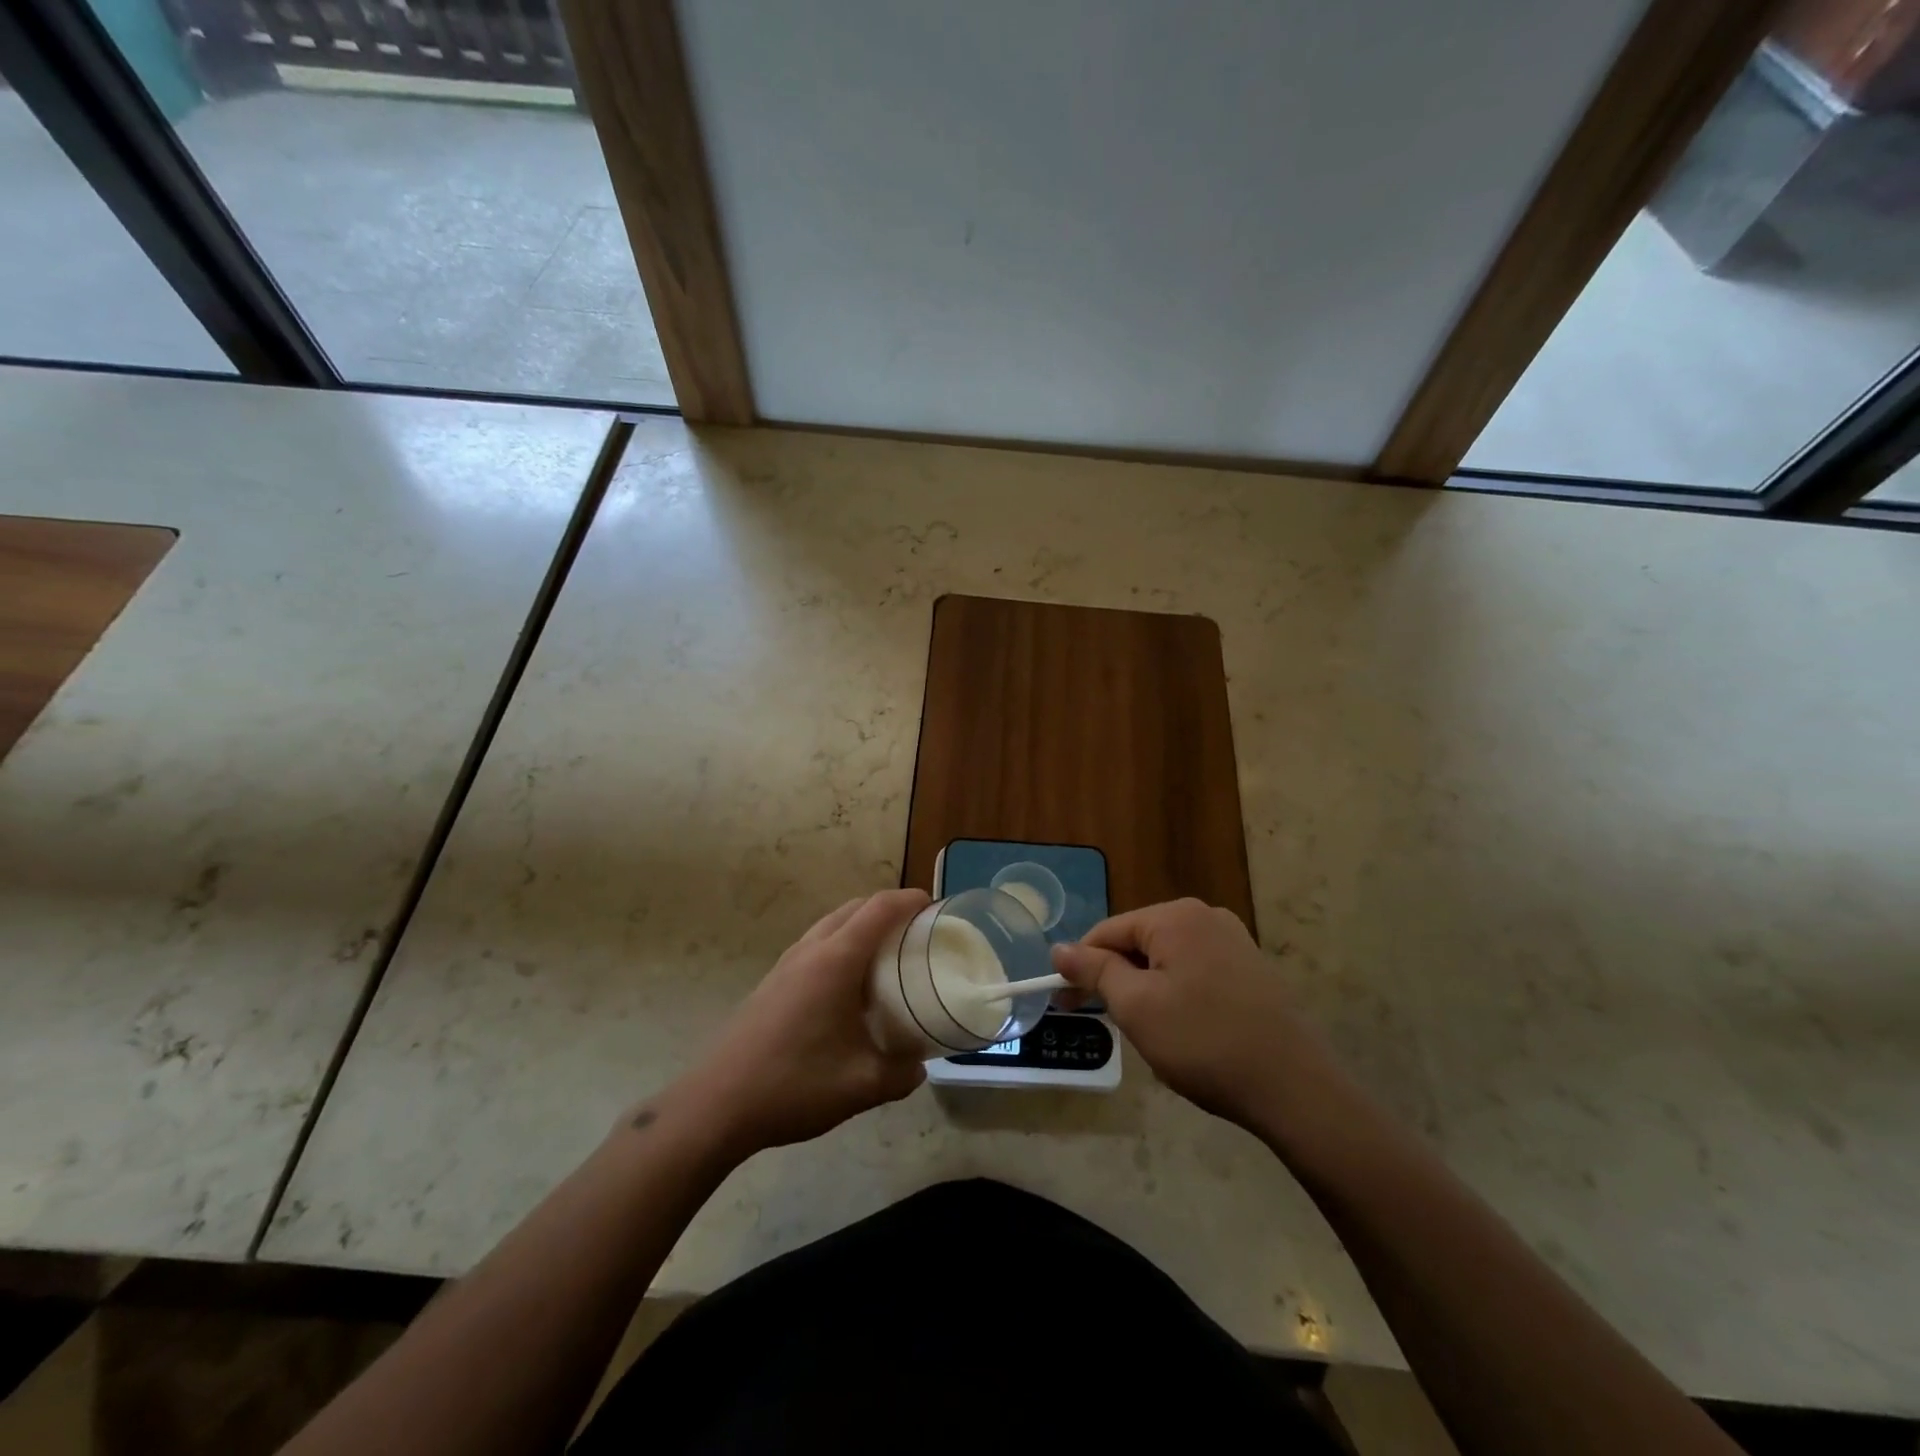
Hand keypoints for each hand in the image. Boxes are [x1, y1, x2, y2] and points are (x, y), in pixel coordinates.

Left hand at [661, 890, 931, 1159]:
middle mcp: (811, 950)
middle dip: (888, 908)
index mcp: (836, 961)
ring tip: (887, 955)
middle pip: (854, 908)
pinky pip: (815, 945)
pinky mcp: (772, 982)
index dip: (909, 900)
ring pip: (831, 924)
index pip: (879, 909)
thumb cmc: (793, 1085)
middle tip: (916, 931)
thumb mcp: (861, 1086)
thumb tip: (919, 1066)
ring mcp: (786, 964)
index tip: (935, 906)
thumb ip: (900, 1074)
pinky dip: (840, 945)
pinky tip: (848, 986)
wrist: (716, 1105)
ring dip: (861, 925)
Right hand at [1051, 898, 1330, 1133]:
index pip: (1108, 931)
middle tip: (1104, 1021)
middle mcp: (1206, 916)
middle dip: (1116, 978)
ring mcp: (1234, 940)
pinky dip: (1177, 993)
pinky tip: (1184, 1029)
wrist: (1294, 1088)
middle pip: (1138, 942)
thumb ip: (1095, 970)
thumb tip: (1059, 948)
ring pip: (1167, 959)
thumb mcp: (1136, 1006)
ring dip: (1145, 989)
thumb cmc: (1203, 1042)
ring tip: (1147, 1031)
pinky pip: (1196, 971)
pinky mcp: (1252, 968)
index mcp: (1175, 916)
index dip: (1080, 966)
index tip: (1064, 1003)